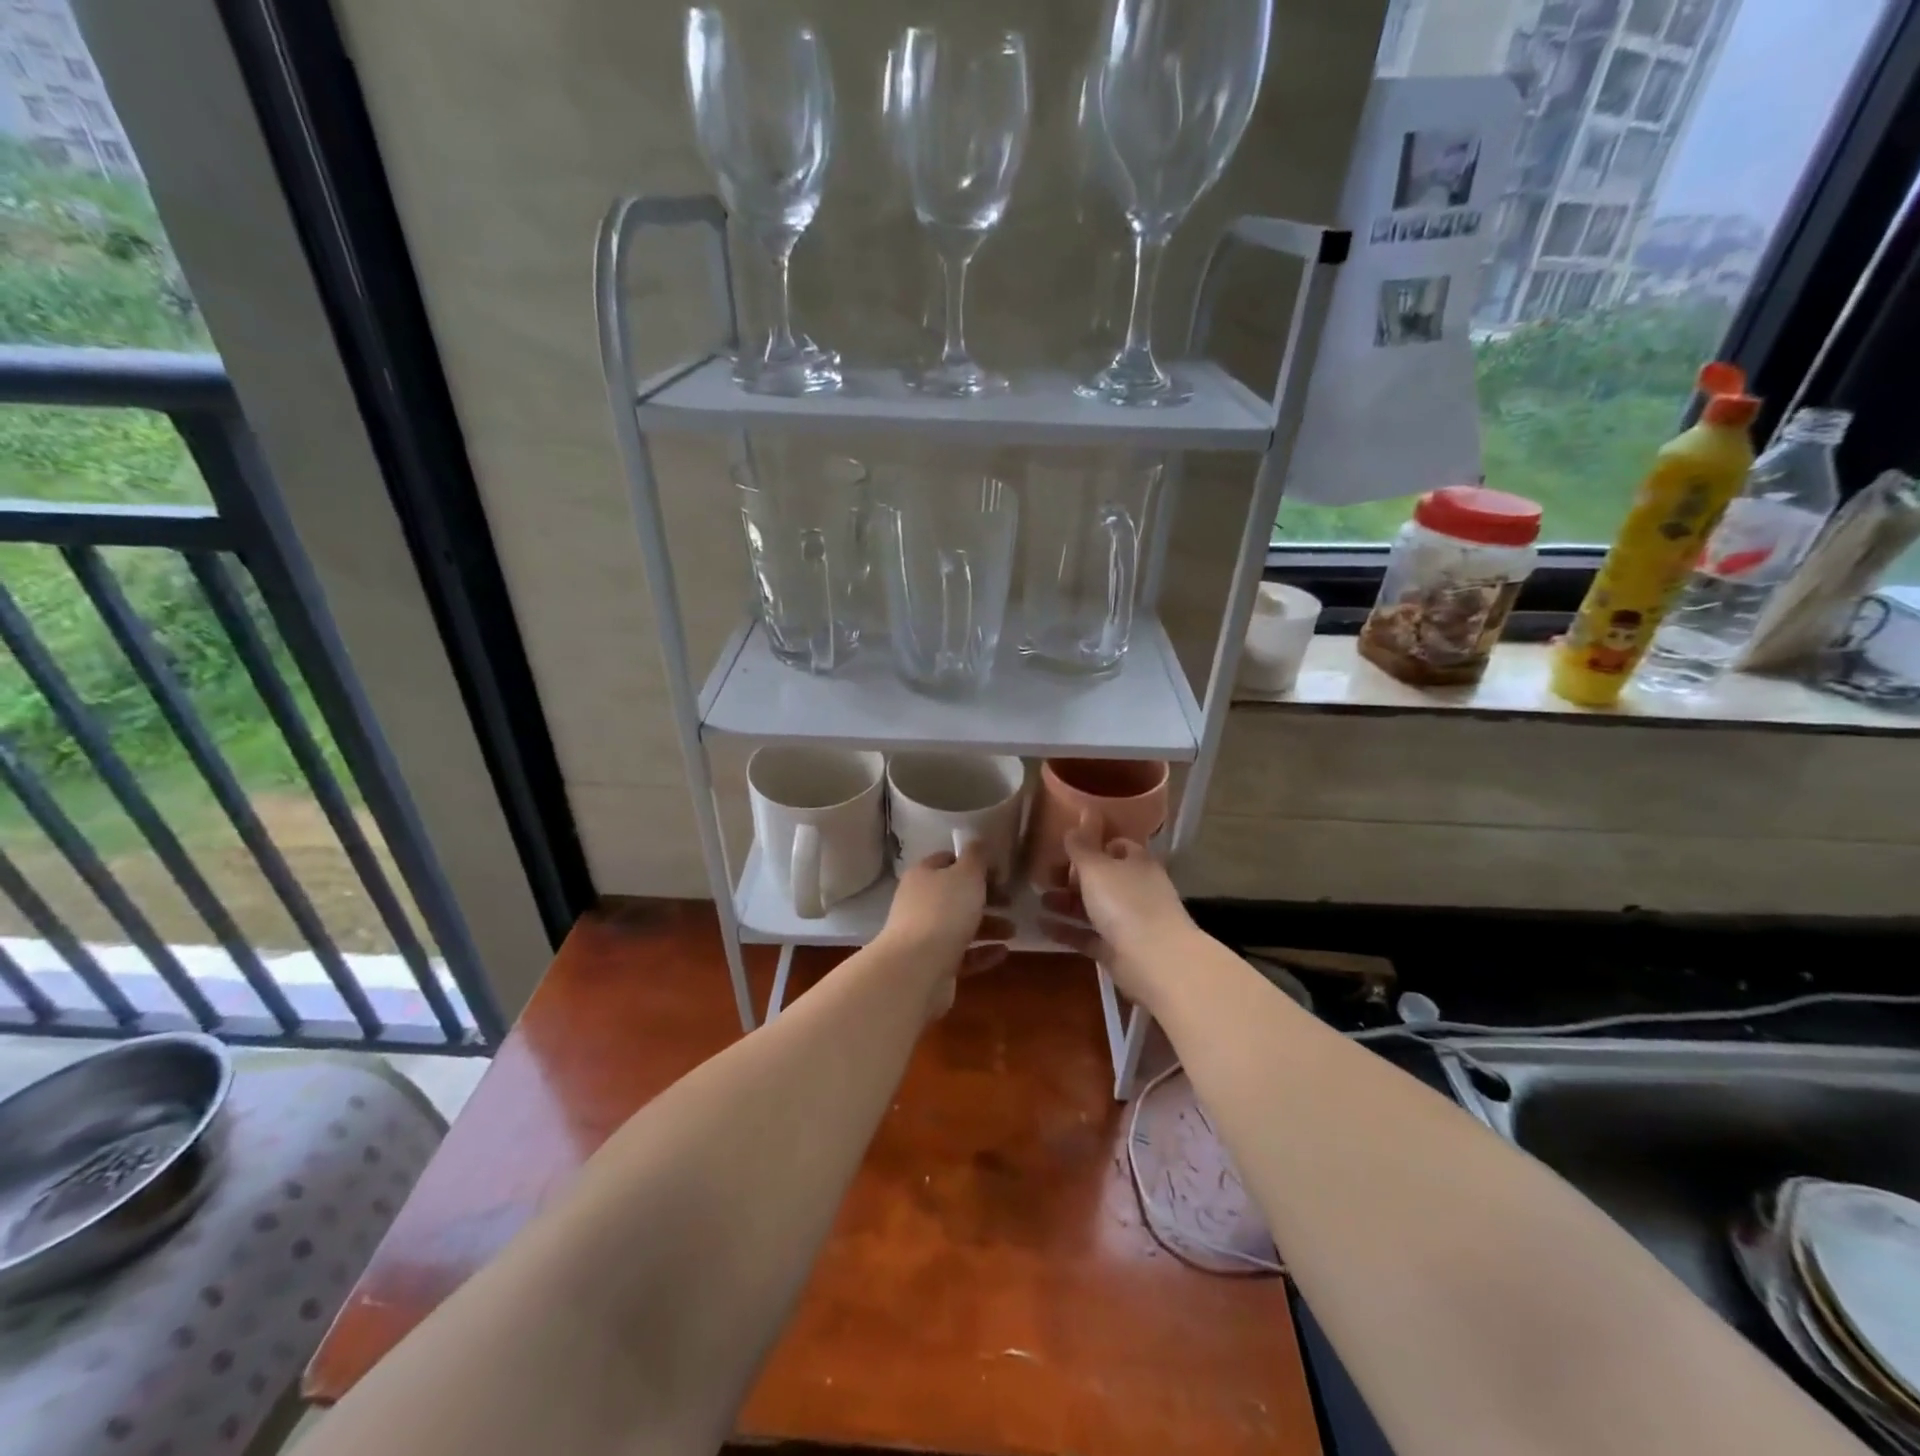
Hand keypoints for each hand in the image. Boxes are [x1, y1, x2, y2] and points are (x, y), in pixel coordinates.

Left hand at [877, 842, 1015, 1018]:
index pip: (947, 861)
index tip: (1000, 873)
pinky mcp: (932, 965)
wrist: (916, 969)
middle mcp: (919, 902)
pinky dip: (982, 952)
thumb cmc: (944, 912)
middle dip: (986, 898)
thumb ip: (976, 857)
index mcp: (923, 875)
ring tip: (1013, 931)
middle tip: (1011, 902)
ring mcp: (924, 935)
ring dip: (989, 926)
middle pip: (956, 895)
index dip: (973, 864)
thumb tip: (977, 842)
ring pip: (960, 926)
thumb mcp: (966, 875)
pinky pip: (962, 955)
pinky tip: (1003, 953)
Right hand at [1038, 812, 1195, 1012]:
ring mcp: (1128, 921)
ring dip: (1066, 902)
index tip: (1064, 847)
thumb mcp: (1096, 867)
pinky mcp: (1117, 950)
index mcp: (1136, 863)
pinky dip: (1066, 930)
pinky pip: (1087, 935)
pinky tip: (1041, 925)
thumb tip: (1081, 817)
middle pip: (1101, 878)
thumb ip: (1083, 845)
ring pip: (1093, 907)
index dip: (1091, 845)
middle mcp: (1135, 889)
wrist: (1155, 961)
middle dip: (1072, 876)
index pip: (1115, 846)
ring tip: (1039, 899)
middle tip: (1044, 875)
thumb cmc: (1125, 903)